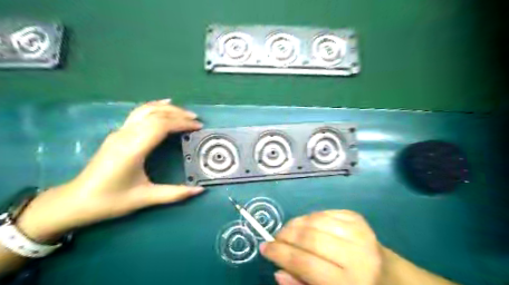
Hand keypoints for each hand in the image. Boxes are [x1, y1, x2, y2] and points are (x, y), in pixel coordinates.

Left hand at [14, 100, 203, 242]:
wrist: (76, 201)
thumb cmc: (111, 200)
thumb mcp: (145, 198)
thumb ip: (174, 193)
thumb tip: (200, 190)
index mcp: (133, 149)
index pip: (160, 126)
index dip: (181, 123)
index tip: (197, 127)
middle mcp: (125, 135)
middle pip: (155, 114)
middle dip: (178, 114)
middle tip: (196, 120)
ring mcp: (120, 132)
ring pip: (145, 110)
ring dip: (167, 109)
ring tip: (184, 112)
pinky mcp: (118, 134)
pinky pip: (138, 114)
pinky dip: (153, 107)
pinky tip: (162, 106)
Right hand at [260, 209, 383, 283]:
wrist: (393, 278)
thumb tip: (278, 270)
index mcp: (350, 283)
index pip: (305, 263)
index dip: (280, 253)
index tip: (264, 247)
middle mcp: (357, 255)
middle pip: (309, 238)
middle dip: (285, 236)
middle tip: (274, 239)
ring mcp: (359, 232)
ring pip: (315, 220)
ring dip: (295, 224)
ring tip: (287, 232)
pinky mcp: (358, 219)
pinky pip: (325, 212)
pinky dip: (310, 217)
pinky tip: (306, 226)